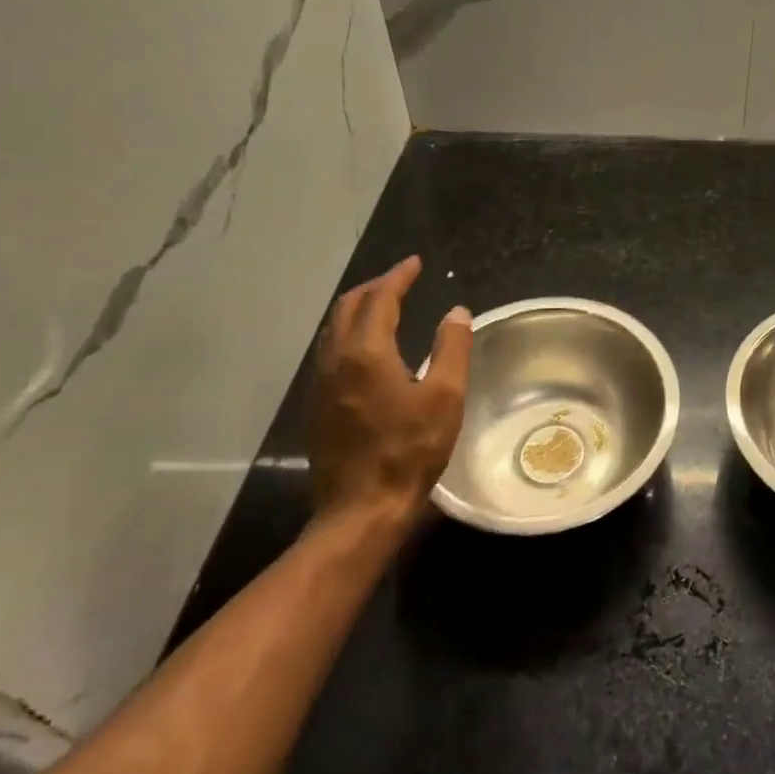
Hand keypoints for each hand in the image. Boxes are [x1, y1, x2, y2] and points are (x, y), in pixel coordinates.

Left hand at [305, 255, 471, 531]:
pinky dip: (350, 333)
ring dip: (359, 309)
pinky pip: (331, 352)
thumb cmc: (409, 451)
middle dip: (375, 287)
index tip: (416, 263)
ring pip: (334, 329)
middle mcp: (335, 360)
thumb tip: (456, 311)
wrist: (361, 510)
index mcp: (365, 353)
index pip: (379, 299)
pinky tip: (368, 349)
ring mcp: (321, 384)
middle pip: (348, 307)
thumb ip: (451, 348)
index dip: (398, 277)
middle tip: (402, 280)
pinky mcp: (318, 406)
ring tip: (385, 305)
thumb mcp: (445, 397)